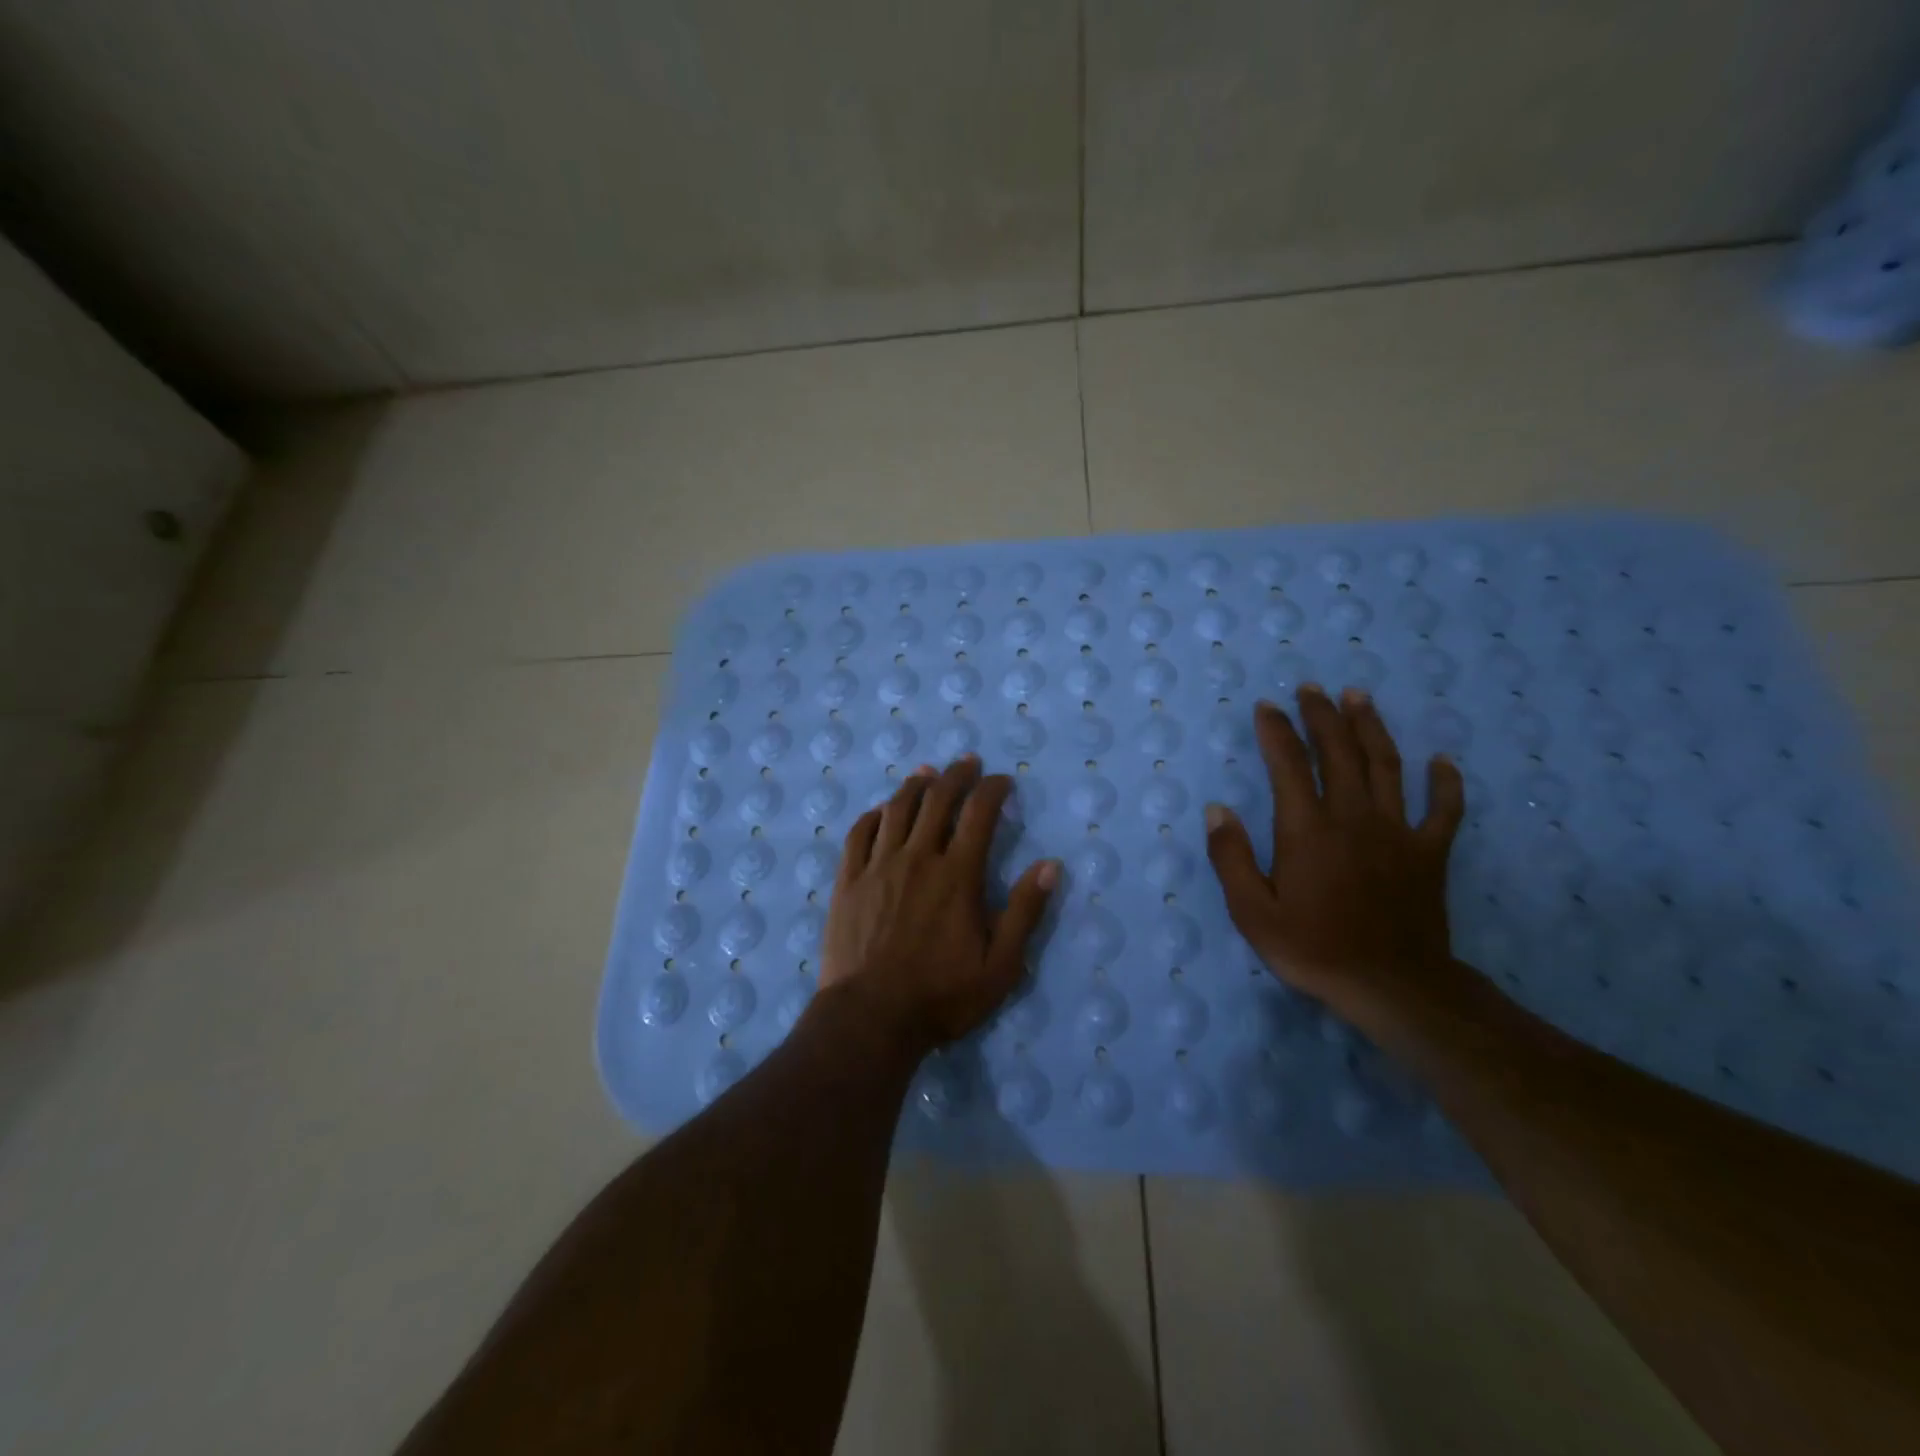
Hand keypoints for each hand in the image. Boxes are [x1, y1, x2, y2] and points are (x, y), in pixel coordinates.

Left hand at [822, 756, 1059, 1050]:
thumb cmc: (941, 996)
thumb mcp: (1000, 965)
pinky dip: (873, 815)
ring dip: (914, 786)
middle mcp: (917, 858)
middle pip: (936, 801)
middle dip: (956, 775)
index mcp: (957, 875)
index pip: (979, 814)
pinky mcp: (848, 881)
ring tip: (926, 772)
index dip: (993, 789)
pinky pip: (859, 834)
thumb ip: (1025, 912)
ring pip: (896, 810)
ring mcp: (878, 867)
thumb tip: (1049, 865)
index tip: (1002, 780)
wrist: (870, 1018)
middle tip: (966, 762)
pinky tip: (881, 811)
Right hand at [1205, 686, 1464, 1019]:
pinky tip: (1443, 760)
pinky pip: (1443, 810)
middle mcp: (1351, 817)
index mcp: (1306, 829)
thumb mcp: (1252, 911)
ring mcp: (1396, 832)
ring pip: (1386, 766)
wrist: (1391, 987)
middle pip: (1338, 752)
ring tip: (1359, 697)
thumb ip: (1231, 857)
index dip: (1276, 731)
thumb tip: (1217, 809)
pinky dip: (1445, 783)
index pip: (1288, 765)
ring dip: (1371, 727)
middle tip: (1312, 688)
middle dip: (1323, 716)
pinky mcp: (1429, 853)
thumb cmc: (1312, 948)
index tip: (1266, 707)